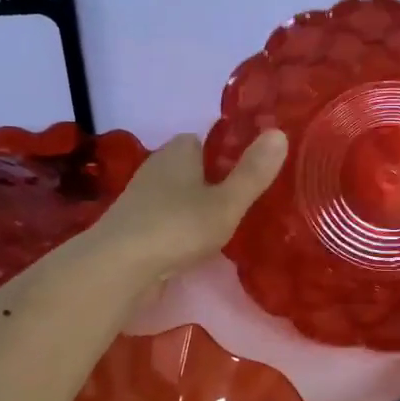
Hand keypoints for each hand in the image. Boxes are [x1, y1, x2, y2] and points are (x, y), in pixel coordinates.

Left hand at [87, 130, 287, 295]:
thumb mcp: (227, 202)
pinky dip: (179, 229)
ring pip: (175, 195)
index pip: (202, 140)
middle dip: (210, 181)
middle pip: (189, 168)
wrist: (119, 267)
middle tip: (242, 200)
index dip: (224, 153)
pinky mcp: (133, 228)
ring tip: (224, 225)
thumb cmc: (178, 227)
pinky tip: (195, 246)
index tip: (247, 170)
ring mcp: (141, 199)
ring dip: (193, 207)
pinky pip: (165, 220)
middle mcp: (156, 168)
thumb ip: (253, 173)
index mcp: (178, 152)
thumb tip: (280, 133)